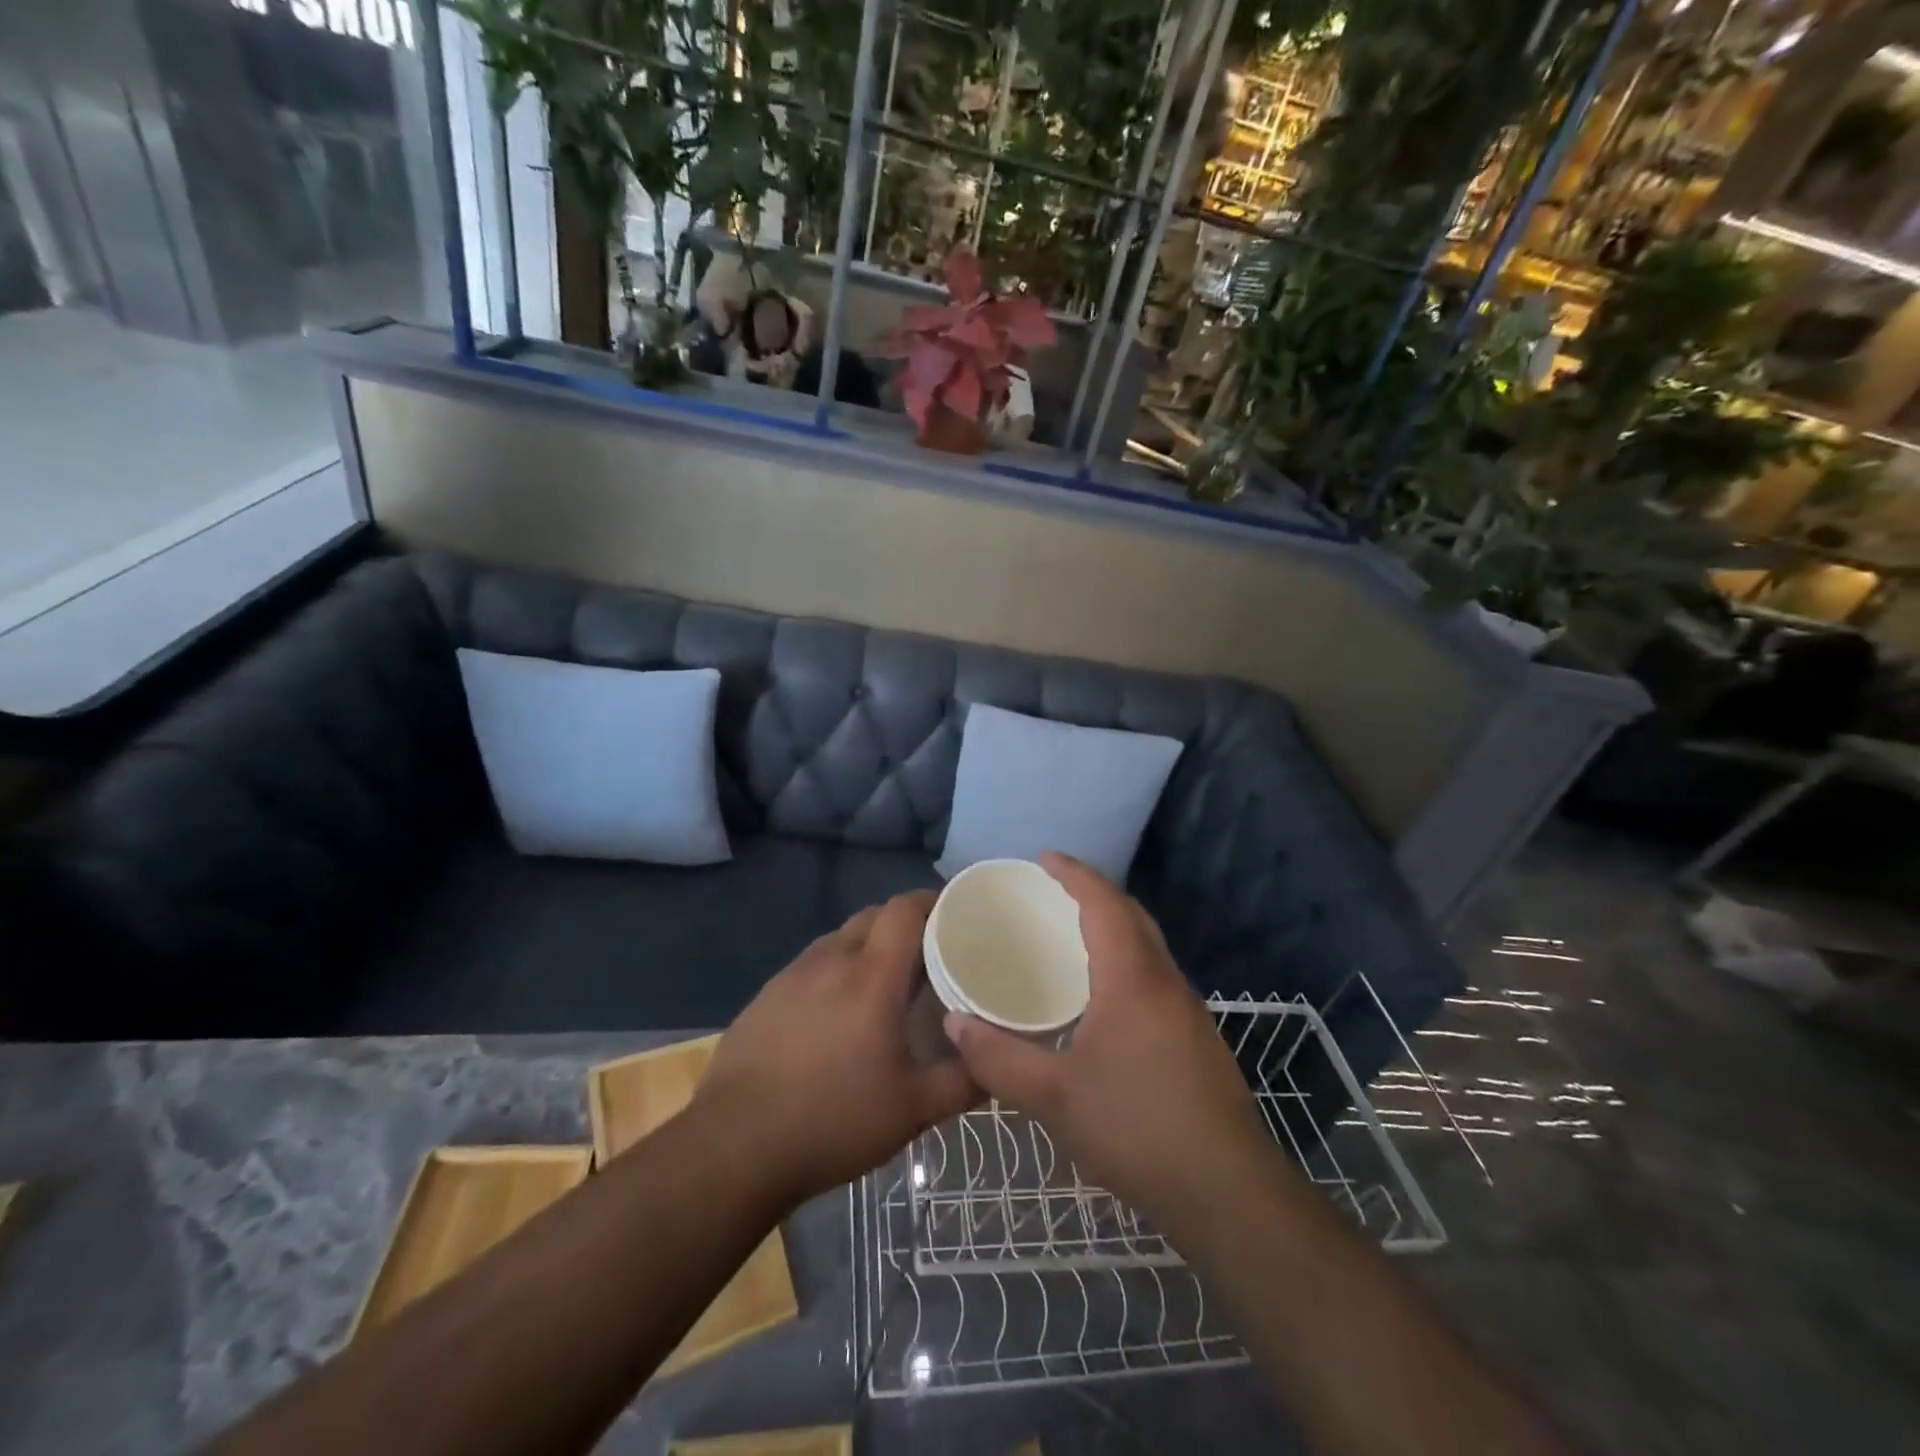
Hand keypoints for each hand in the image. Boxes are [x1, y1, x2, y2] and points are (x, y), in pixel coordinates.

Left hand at [695, 892, 978, 1205]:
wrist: (735, 1147)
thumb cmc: (833, 1120)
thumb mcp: (912, 1110)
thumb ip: (962, 1082)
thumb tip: (996, 1064)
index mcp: (871, 976)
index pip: (904, 910)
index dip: (931, 900)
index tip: (955, 912)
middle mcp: (831, 961)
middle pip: (872, 916)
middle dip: (902, 923)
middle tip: (927, 953)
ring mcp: (791, 976)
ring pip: (838, 939)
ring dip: (866, 946)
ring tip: (883, 982)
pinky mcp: (765, 997)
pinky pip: (810, 966)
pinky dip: (834, 971)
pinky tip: (835, 1012)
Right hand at [944, 854, 1276, 1223]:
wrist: (1227, 1192)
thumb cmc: (1136, 1129)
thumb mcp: (1053, 1097)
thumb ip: (998, 1058)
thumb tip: (953, 1023)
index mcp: (1132, 979)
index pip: (1105, 904)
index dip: (1075, 874)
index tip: (1045, 857)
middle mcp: (1165, 981)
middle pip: (1133, 916)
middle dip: (1096, 892)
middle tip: (1054, 890)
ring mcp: (1188, 1010)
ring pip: (1149, 946)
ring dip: (1114, 926)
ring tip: (1072, 934)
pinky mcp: (1197, 1038)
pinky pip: (1156, 975)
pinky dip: (1127, 960)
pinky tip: (1104, 996)